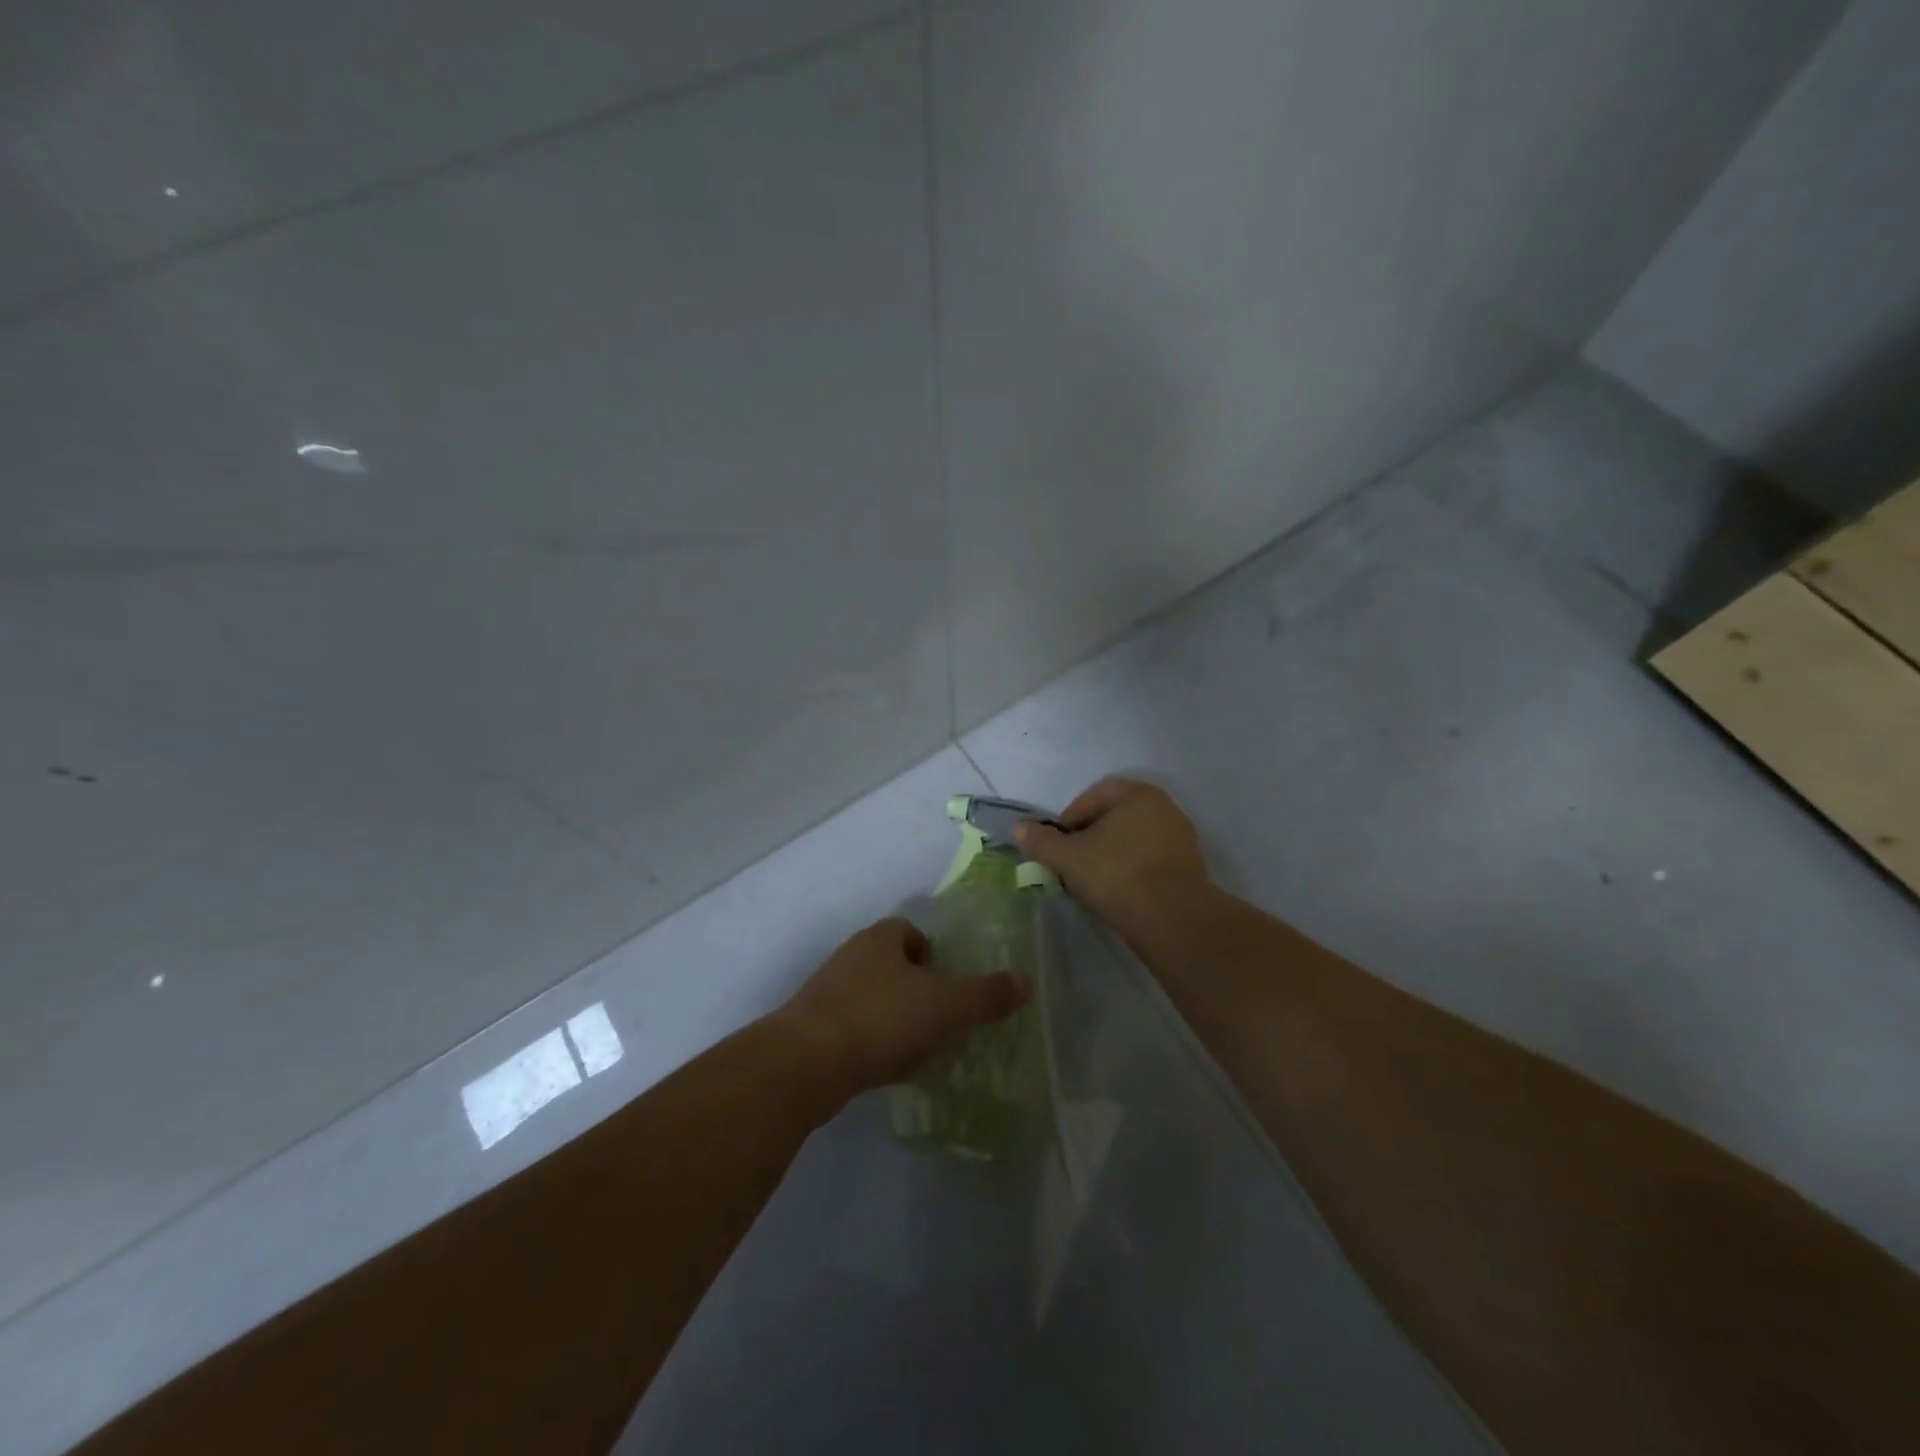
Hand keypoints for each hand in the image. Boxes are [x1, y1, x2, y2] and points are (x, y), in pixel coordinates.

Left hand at [777, 917, 1028, 1103]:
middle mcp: (849, 957)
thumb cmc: (881, 1018)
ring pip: (871, 997)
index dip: (932, 951)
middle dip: (915, 986)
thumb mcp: (946, 1005)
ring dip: (893, 1016)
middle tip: (941, 1016)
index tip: (949, 981)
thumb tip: (1025, 981)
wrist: (805, 1063)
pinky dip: (872, 1043)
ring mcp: (826, 993)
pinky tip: (887, 1068)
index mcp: (879, 939)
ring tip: (919, 1046)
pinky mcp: (811, 1030)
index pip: (908, 930)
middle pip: (890, 964)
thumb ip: (986, 994)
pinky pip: (853, 1029)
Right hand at [1012, 778, 1209, 934]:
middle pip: (1116, 817)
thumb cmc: (1116, 875)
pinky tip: (1119, 892)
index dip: (1071, 817)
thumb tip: (1018, 827)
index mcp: (1139, 795)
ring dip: (1111, 854)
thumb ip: (1041, 841)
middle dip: (1091, 836)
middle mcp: (1166, 808)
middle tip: (1072, 861)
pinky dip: (1132, 869)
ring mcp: (1182, 839)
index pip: (1096, 795)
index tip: (1058, 843)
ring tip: (1093, 880)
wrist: (1172, 919)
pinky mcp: (1190, 868)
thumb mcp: (1068, 858)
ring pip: (1134, 840)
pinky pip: (1151, 860)